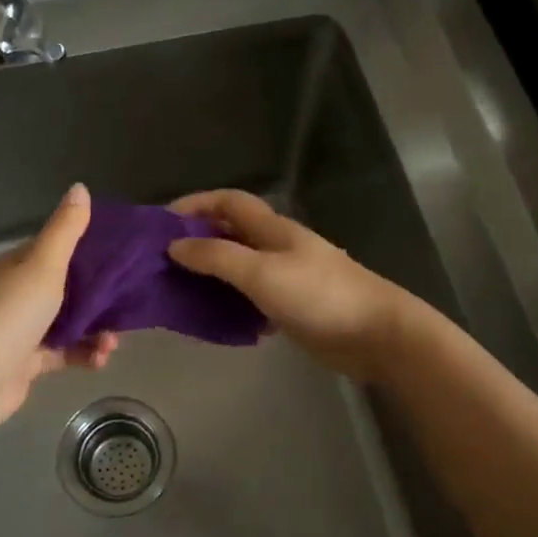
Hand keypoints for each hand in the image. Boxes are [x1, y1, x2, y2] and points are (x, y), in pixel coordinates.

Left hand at [0, 183, 117, 429]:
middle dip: (97, 295)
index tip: (120, 254)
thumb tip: (79, 187)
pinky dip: (83, 354)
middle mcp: (15, 294)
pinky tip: (102, 359)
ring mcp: (20, 330)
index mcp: (14, 267)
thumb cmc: (10, 316)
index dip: (86, 248)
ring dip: (95, 329)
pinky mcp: (26, 363)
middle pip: (64, 287)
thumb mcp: (43, 266)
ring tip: (115, 340)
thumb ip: (65, 230)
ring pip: (66, 323)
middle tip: (128, 300)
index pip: (53, 249)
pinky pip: (63, 353)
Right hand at [167, 190, 419, 382]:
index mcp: (273, 229)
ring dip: (211, 276)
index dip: (196, 203)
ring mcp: (287, 278)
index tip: (162, 221)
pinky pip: (252, 300)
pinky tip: (215, 321)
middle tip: (161, 263)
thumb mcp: (261, 272)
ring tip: (178, 292)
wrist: (376, 334)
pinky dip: (231, 305)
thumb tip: (174, 245)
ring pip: (239, 269)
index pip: (229, 202)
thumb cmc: (318, 295)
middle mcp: (277, 248)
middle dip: (197, 242)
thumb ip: (216, 257)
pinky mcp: (292, 308)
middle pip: (231, 234)